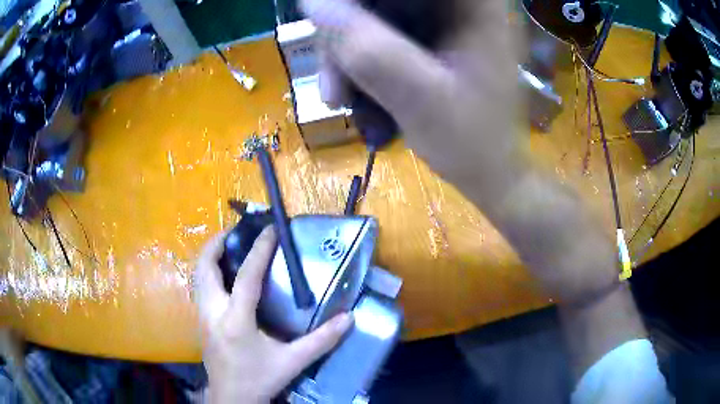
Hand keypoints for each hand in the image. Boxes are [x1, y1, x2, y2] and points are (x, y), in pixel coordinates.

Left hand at [195, 227, 352, 402]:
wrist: (231, 398)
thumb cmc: (260, 379)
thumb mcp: (293, 362)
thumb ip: (321, 340)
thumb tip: (348, 318)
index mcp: (236, 320)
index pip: (246, 276)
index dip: (259, 250)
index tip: (270, 229)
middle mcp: (213, 312)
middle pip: (205, 267)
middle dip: (217, 243)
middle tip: (237, 232)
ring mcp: (202, 316)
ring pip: (198, 275)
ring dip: (210, 256)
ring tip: (229, 247)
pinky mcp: (200, 321)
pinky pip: (200, 286)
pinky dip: (209, 271)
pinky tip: (225, 276)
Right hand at [300, 0, 619, 301]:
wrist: (493, 173)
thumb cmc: (471, 143)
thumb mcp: (419, 98)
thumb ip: (368, 49)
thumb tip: (312, 4)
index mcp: (474, 5)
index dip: (355, 4)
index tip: (327, 31)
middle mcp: (462, 3)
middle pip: (382, 0)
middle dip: (346, 34)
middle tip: (333, 86)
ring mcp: (446, 16)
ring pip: (376, 14)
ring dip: (348, 52)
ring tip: (338, 98)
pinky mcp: (433, 34)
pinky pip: (382, 31)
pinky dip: (361, 58)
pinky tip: (352, 91)